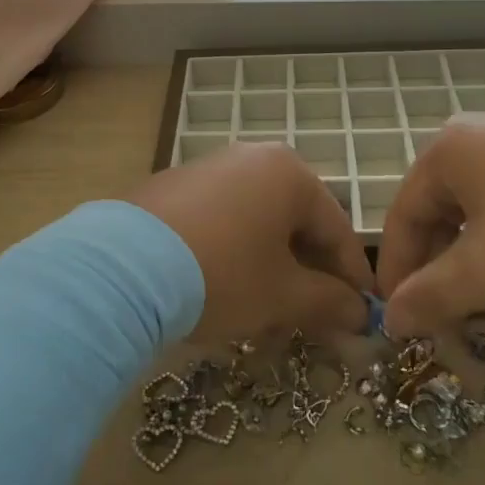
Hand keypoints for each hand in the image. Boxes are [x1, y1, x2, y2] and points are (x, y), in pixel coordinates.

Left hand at [129, 141, 372, 342]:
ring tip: (264, 320)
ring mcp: (207, 170)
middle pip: (294, 225)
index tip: (362, 317)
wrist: (122, 269)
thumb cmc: (222, 274)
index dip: (352, 278)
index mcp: (288, 173)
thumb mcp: (283, 295)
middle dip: (306, 279)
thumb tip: (360, 315)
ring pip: (256, 227)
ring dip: (269, 273)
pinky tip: (221, 295)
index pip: (336, 229)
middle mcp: (250, 159)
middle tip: (312, 325)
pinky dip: (232, 258)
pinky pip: (219, 223)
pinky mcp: (171, 189)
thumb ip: (329, 302)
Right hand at [376, 114, 484, 334]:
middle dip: (441, 270)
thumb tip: (390, 319)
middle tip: (451, 319)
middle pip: (440, 211)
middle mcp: (478, 135)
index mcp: (447, 152)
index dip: (397, 273)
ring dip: (477, 260)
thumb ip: (430, 296)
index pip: (401, 216)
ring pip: (480, 209)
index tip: (401, 321)